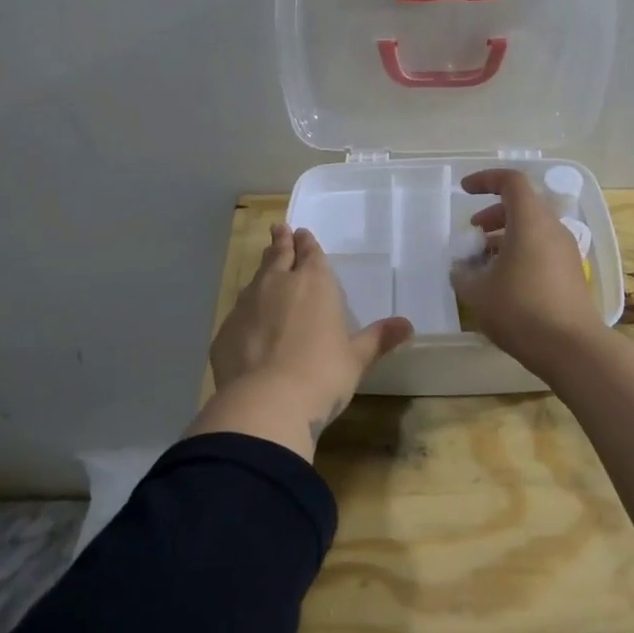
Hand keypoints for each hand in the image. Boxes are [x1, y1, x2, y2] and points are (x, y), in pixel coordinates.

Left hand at [205, 224, 413, 451]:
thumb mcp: (356, 359)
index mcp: (314, 283)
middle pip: (278, 255)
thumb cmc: (321, 375)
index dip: (306, 243)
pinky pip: (239, 310)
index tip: (301, 233)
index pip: (310, 253)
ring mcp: (247, 305)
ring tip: (265, 263)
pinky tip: (249, 318)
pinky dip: (247, 307)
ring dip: (263, 270)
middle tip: (279, 229)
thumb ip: (377, 339)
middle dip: (281, 242)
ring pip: (256, 278)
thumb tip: (407, 325)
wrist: (264, 403)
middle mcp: (278, 284)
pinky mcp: (226, 330)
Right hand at [450, 169, 601, 371]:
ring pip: (533, 229)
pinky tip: (504, 280)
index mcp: (530, 221)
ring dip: (506, 236)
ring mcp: (566, 252)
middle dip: (494, 213)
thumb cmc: (520, 310)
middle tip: (473, 232)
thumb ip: (463, 274)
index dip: (485, 180)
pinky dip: (520, 252)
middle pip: (523, 205)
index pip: (511, 182)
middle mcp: (552, 229)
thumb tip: (461, 268)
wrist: (571, 347)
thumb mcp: (478, 292)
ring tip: (483, 259)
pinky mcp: (572, 274)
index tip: (464, 190)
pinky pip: (542, 249)